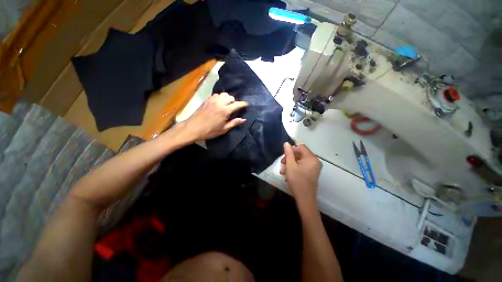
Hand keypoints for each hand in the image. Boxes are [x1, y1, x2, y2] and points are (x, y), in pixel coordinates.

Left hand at [181, 92, 247, 141]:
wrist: (193, 128)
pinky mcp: (207, 100)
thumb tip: (243, 119)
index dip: (243, 104)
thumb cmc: (210, 131)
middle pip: (231, 97)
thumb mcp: (224, 129)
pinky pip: (217, 95)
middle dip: (235, 101)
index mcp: (225, 111)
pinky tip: (219, 103)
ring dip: (228, 98)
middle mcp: (220, 103)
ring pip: (224, 94)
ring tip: (227, 104)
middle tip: (235, 107)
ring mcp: (213, 100)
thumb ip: (234, 123)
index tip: (246, 105)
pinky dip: (220, 97)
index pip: (237, 104)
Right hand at [280, 143, 320, 208]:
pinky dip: (294, 168)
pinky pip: (302, 166)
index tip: (284, 157)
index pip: (300, 147)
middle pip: (300, 154)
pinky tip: (288, 174)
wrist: (305, 199)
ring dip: (290, 164)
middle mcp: (314, 161)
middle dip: (289, 158)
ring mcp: (313, 167)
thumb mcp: (290, 165)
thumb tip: (287, 143)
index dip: (291, 149)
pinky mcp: (311, 172)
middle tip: (282, 164)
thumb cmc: (297, 181)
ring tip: (283, 171)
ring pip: (299, 160)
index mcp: (311, 158)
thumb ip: (288, 153)